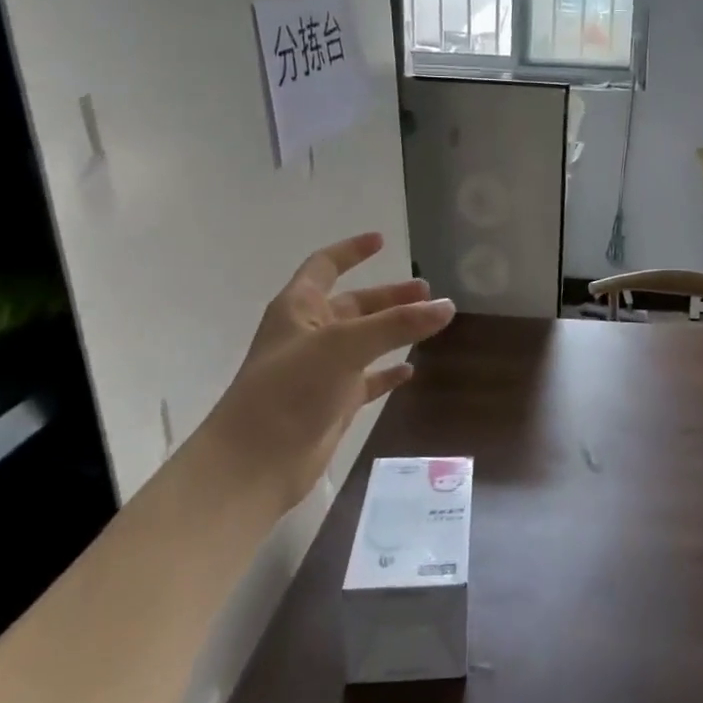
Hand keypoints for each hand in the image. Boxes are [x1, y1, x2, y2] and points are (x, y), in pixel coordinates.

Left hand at [201, 232, 454, 505]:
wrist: (255, 462)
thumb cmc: (290, 390)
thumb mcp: (345, 346)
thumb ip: (397, 324)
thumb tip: (447, 305)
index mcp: (299, 308)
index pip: (325, 266)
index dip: (351, 251)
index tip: (382, 240)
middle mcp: (310, 334)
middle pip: (354, 304)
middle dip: (389, 296)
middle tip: (427, 292)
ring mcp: (321, 371)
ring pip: (365, 341)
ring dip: (394, 331)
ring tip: (430, 323)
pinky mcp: (332, 403)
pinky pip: (367, 380)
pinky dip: (388, 373)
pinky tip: (410, 371)